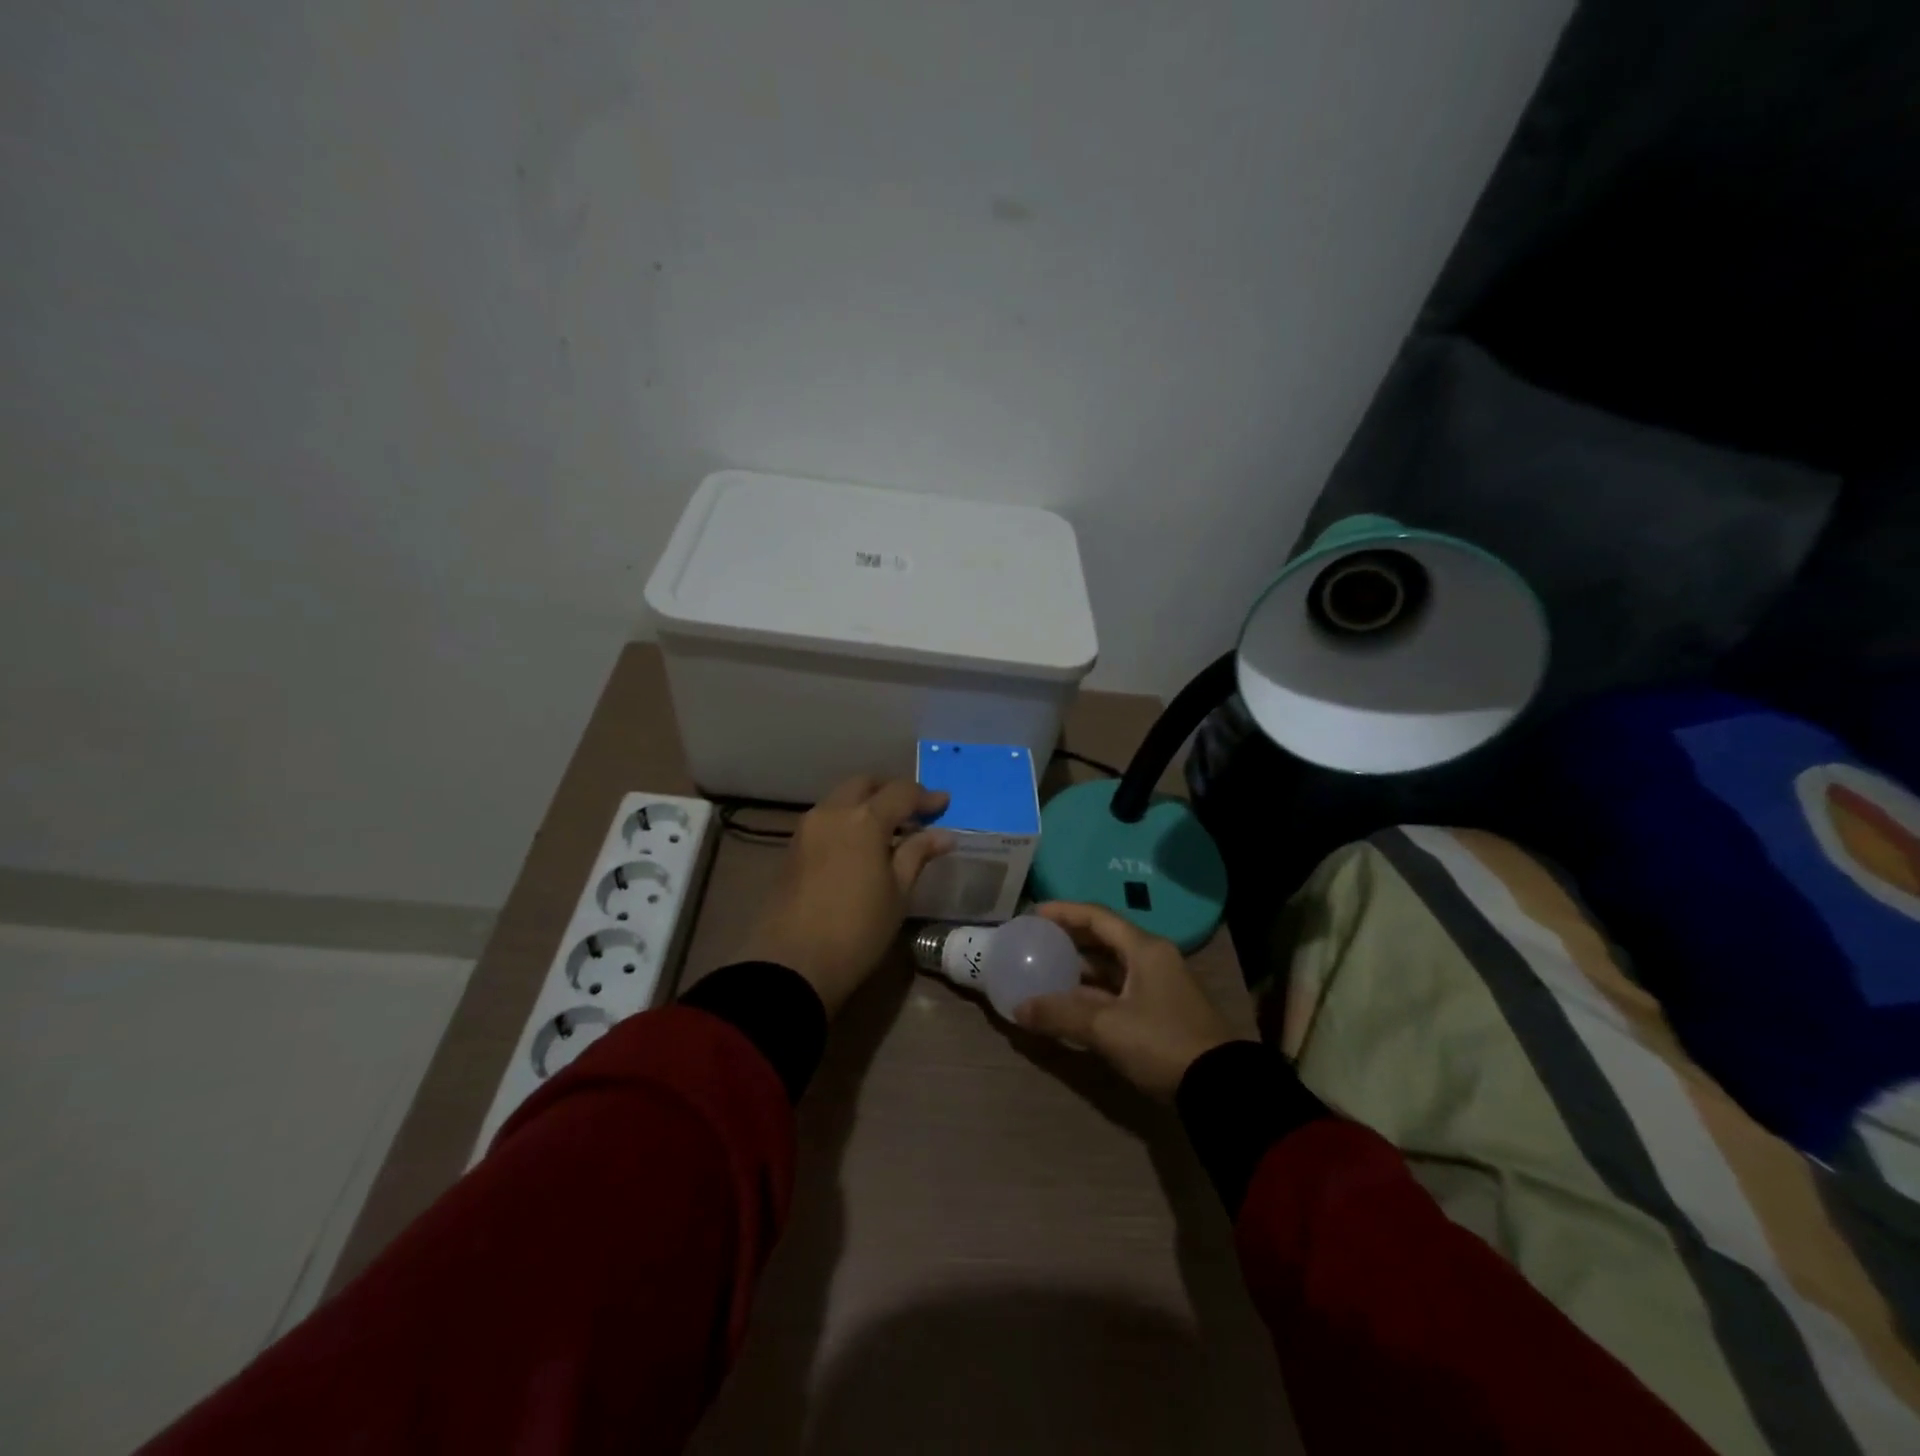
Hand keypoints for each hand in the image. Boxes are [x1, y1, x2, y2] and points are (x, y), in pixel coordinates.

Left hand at [740, 776, 954, 1015]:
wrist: (793, 963)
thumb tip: (942, 835)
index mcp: (864, 819)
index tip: (944, 804)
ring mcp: (807, 828)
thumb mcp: (898, 893)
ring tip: (889, 831)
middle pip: (865, 784)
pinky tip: (861, 845)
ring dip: (866, 804)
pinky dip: (847, 820)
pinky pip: (826, 819)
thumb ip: (917, 855)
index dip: (926, 796)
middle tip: (914, 812)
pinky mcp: (793, 847)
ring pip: (841, 799)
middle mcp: (832, 812)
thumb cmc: (858, 929)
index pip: (901, 792)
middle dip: (891, 791)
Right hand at [1013, 902, 1237, 1099]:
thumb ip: (1061, 1015)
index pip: (1098, 917)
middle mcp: (1153, 959)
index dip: (1064, 911)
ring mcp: (1159, 986)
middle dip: (1070, 938)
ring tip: (1047, 969)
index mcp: (1145, 949)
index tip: (1034, 913)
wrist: (1221, 1088)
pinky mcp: (1161, 1011)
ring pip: (1112, 966)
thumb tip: (1018, 1009)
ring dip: (1081, 968)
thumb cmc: (1163, 1043)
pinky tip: (1071, 1003)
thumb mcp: (1108, 1028)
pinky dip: (1093, 992)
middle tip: (1038, 940)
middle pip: (1105, 938)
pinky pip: (1119, 989)